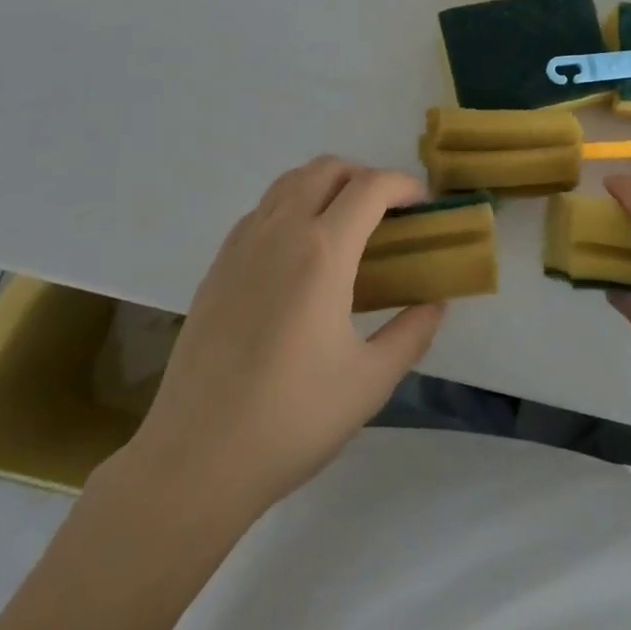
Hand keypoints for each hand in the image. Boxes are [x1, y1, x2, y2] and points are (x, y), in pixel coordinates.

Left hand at [110, 156, 444, 521]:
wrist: (195, 460)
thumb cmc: (291, 420)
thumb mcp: (369, 382)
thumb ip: (412, 333)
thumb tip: (436, 302)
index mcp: (323, 251)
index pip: (370, 187)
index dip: (404, 184)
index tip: (423, 203)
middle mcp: (281, 231)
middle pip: (327, 168)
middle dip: (365, 175)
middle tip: (387, 212)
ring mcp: (242, 244)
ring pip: (290, 182)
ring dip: (325, 184)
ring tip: (345, 224)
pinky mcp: (218, 265)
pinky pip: (262, 210)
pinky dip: (291, 206)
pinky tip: (299, 252)